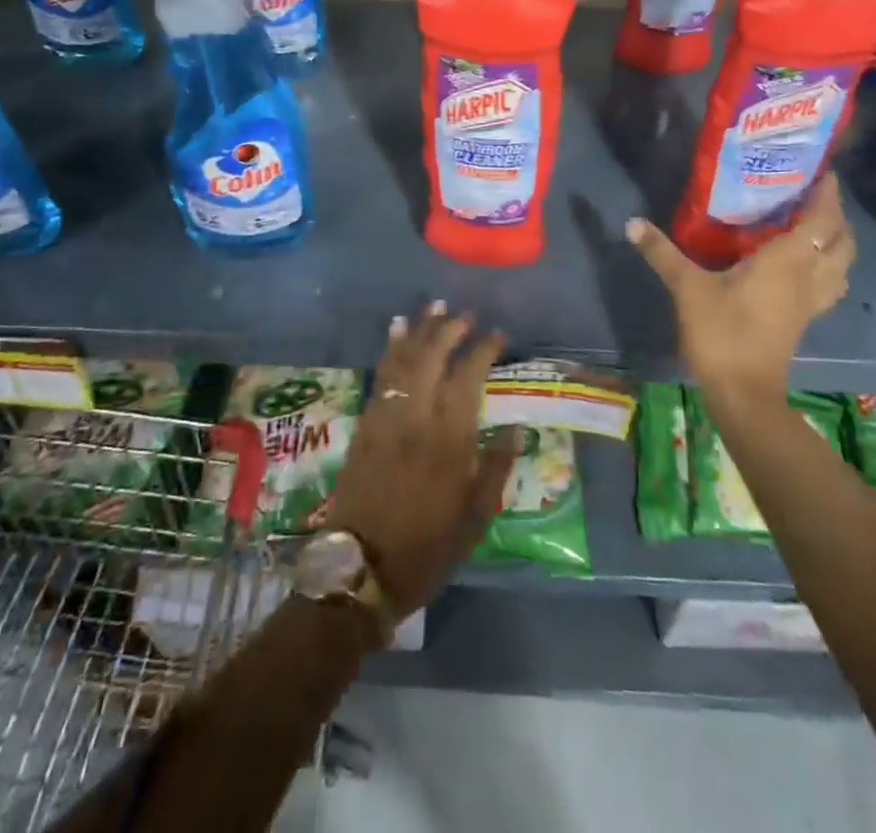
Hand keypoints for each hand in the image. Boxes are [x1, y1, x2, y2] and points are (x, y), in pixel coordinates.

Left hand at [326, 304, 516, 615]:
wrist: (359, 569)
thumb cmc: (426, 549)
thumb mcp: (474, 519)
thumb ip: (494, 469)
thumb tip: (517, 430)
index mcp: (450, 441)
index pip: (468, 378)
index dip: (483, 350)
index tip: (497, 335)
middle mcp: (417, 418)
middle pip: (432, 358)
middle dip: (449, 330)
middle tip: (464, 314)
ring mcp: (387, 418)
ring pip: (404, 360)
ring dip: (419, 330)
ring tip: (433, 306)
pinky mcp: (365, 423)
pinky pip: (380, 376)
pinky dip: (390, 349)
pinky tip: (396, 332)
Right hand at [625, 173, 855, 393]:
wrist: (743, 393)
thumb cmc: (721, 333)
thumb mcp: (687, 288)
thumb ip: (662, 253)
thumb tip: (632, 222)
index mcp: (786, 261)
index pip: (820, 220)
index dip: (827, 194)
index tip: (822, 171)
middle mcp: (807, 277)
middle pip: (841, 242)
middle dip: (836, 216)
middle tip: (815, 195)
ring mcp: (810, 302)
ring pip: (841, 266)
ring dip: (837, 243)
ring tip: (815, 226)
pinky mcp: (803, 320)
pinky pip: (829, 285)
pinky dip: (827, 268)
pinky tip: (804, 266)